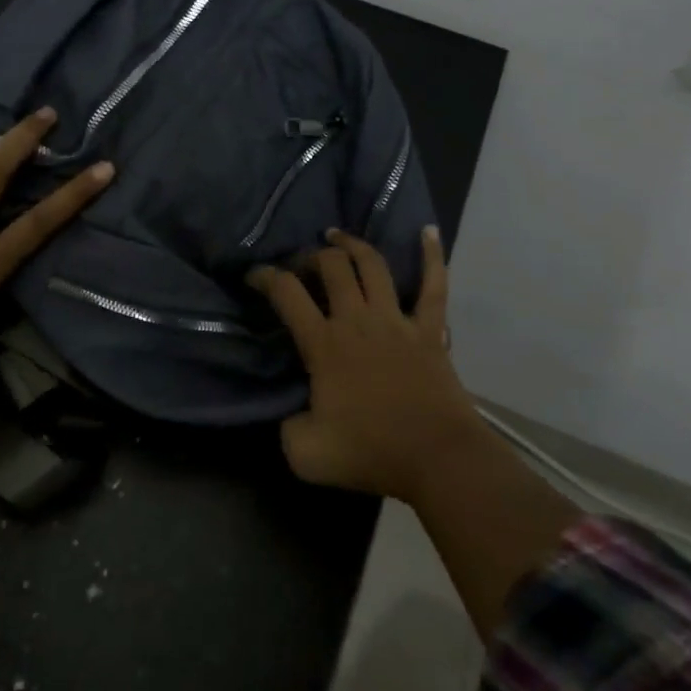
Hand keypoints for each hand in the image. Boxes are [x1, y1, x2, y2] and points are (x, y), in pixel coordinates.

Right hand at [256, 228, 580, 639]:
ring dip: (352, 245)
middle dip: (310, 256)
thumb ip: (287, 428)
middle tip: (301, 264)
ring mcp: (397, 321)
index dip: (264, 276)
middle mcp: (357, 320)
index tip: (253, 275)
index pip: (286, 294)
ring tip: (336, 236)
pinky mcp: (430, 329)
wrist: (437, 459)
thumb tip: (292, 413)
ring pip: (373, 265)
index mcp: (324, 345)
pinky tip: (427, 231)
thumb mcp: (305, 454)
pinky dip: (431, 255)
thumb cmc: (372, 454)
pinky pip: (434, 285)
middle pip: (331, 267)